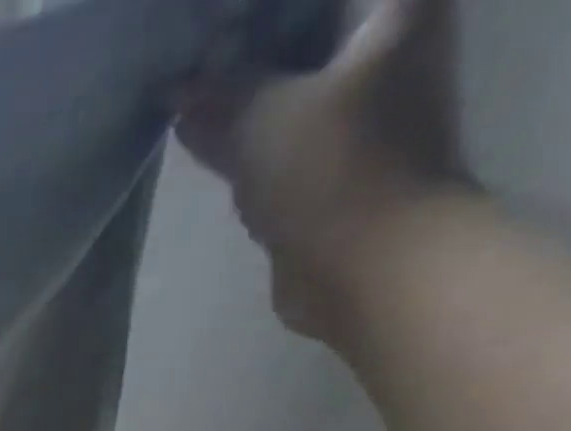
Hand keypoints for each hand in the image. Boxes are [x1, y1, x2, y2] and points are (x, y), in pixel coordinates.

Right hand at [177, 0, 466, 342]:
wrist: (371, 264)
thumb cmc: (335, 173)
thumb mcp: (265, 121)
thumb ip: (221, 93)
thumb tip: (179, 84)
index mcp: (395, 5)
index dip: (253, 5)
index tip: (204, 18)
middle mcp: (387, 38)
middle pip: (305, 21)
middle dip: (242, 35)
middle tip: (183, 47)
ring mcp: (360, 99)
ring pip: (287, 74)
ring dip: (235, 83)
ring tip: (175, 87)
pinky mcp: (330, 154)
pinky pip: (277, 122)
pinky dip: (239, 125)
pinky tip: (192, 131)